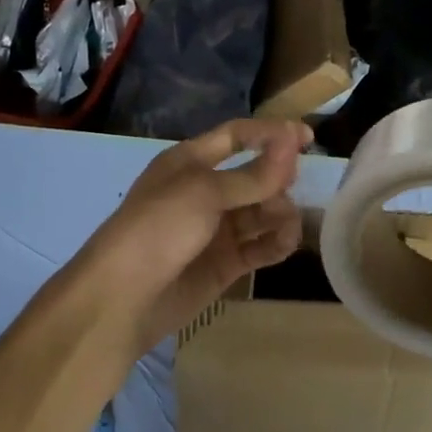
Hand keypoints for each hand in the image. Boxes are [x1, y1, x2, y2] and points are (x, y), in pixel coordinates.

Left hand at [71, 119, 310, 360]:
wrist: (123, 297)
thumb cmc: (159, 228)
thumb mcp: (205, 193)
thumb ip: (253, 175)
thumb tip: (291, 143)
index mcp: (190, 162)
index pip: (237, 136)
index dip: (271, 134)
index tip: (308, 138)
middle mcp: (205, 191)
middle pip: (255, 176)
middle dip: (278, 180)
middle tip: (290, 190)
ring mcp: (215, 229)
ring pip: (261, 212)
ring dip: (280, 214)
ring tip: (286, 227)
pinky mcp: (224, 263)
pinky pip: (259, 246)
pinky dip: (276, 243)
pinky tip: (285, 244)